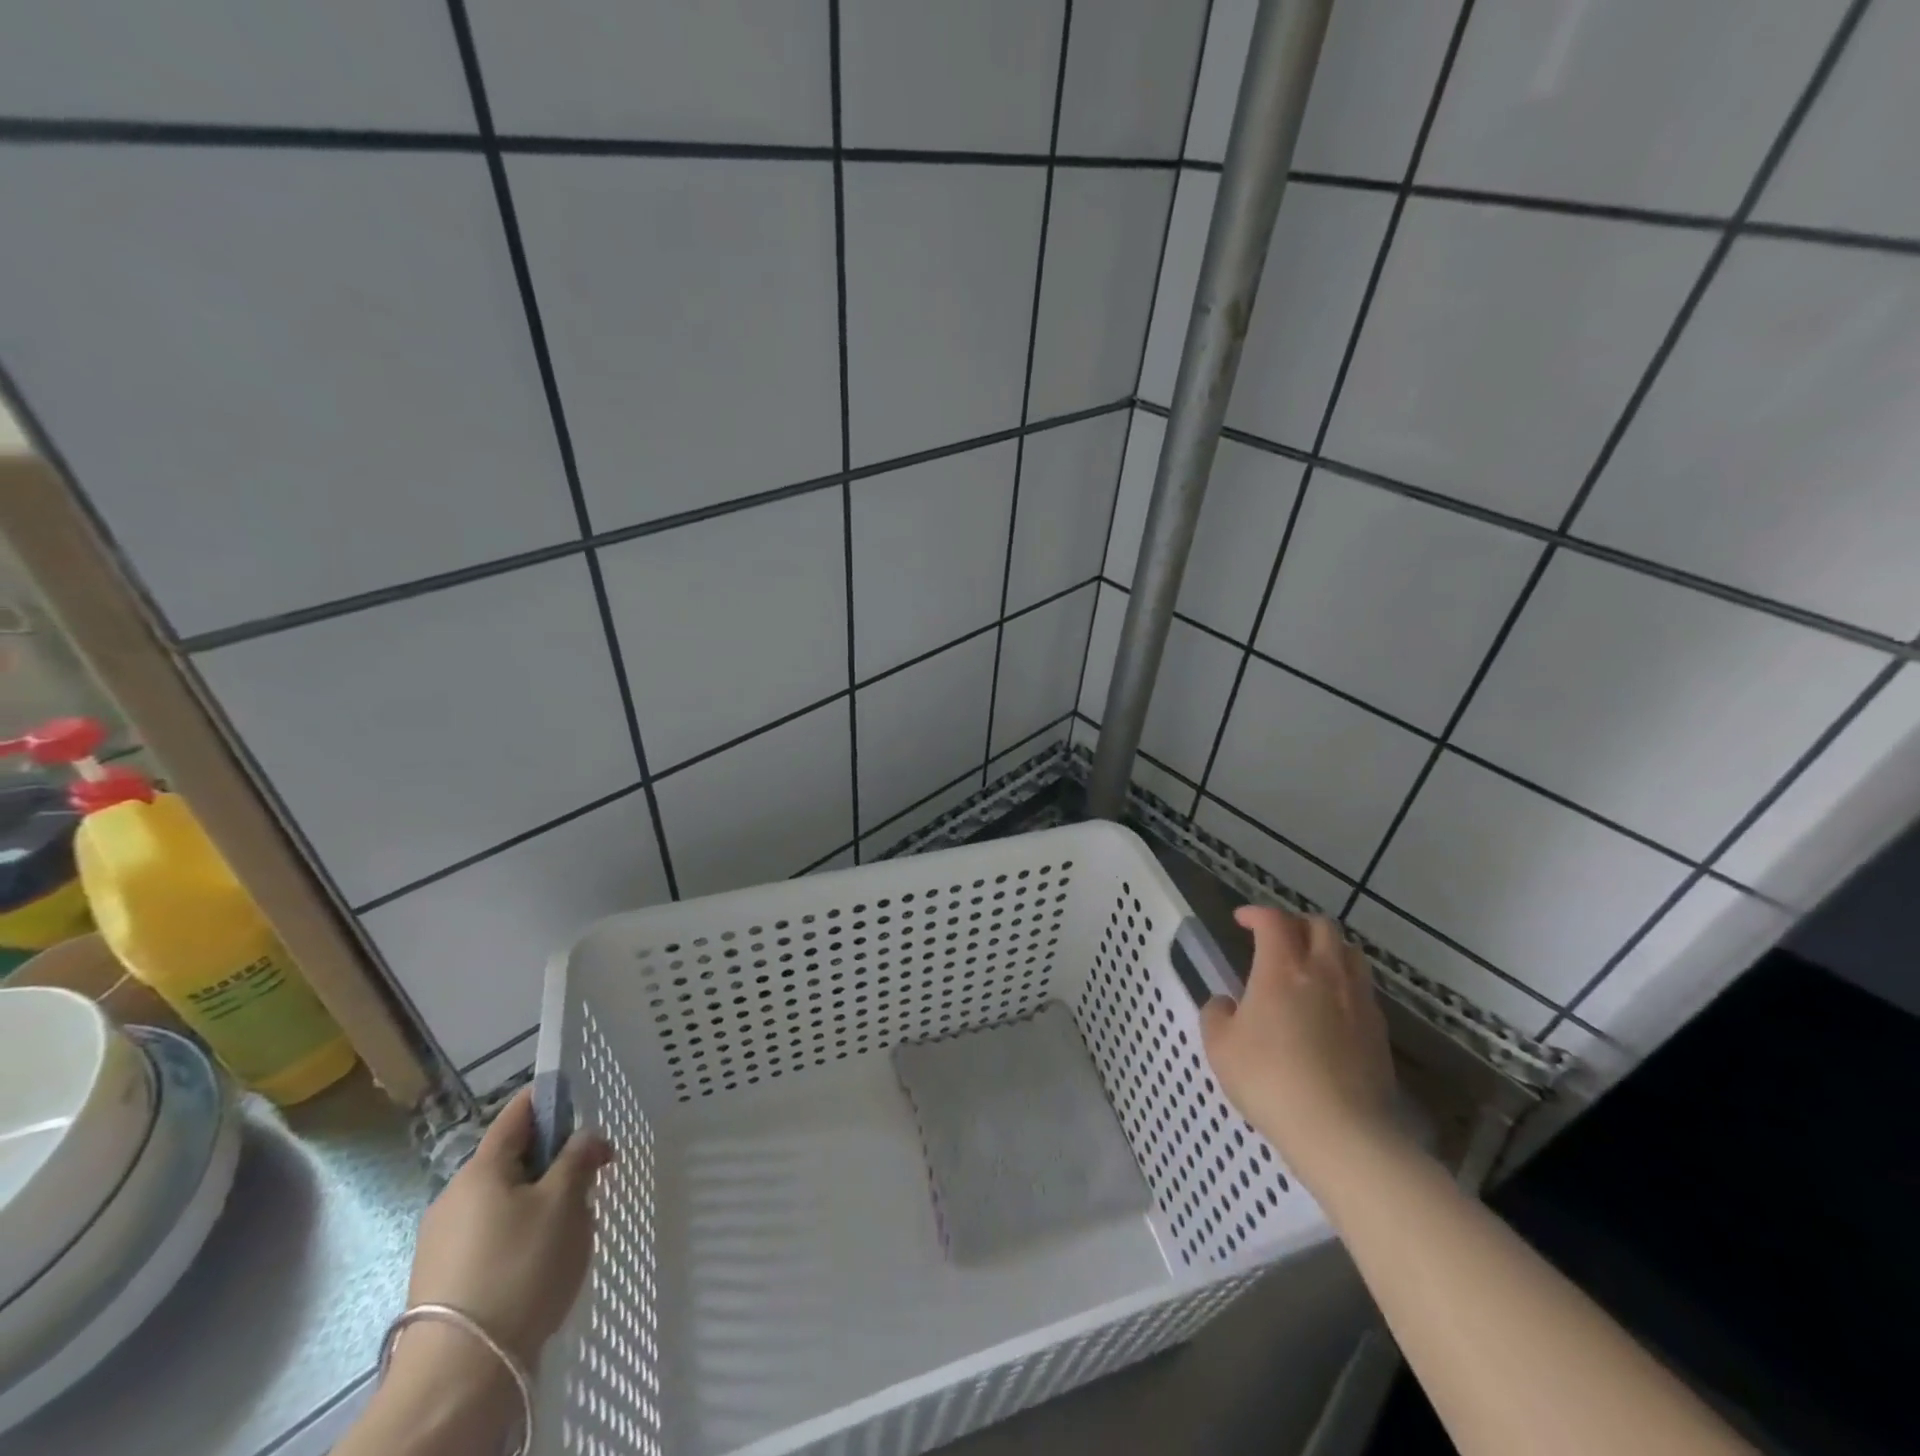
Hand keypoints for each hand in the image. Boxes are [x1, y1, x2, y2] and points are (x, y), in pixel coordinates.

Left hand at [405, 1085, 612, 1369]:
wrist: (458, 1375)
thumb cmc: (519, 1268)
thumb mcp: (565, 1203)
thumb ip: (578, 1159)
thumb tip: (585, 1136)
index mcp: (481, 1168)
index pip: (518, 1113)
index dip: (550, 1099)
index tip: (581, 1102)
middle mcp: (454, 1196)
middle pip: (513, 1159)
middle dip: (554, 1161)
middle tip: (590, 1181)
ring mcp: (442, 1241)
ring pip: (505, 1200)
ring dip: (540, 1201)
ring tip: (571, 1230)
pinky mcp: (442, 1279)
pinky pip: (491, 1236)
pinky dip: (521, 1235)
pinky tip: (541, 1265)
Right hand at [1200, 906, 1399, 1181]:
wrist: (1340, 1131)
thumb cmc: (1269, 1080)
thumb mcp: (1220, 1048)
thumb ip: (1217, 1015)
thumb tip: (1225, 1004)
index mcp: (1282, 968)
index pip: (1273, 920)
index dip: (1256, 913)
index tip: (1242, 920)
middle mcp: (1324, 972)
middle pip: (1320, 925)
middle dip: (1296, 924)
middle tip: (1278, 940)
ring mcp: (1357, 1000)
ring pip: (1350, 953)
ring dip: (1327, 949)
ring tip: (1310, 967)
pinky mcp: (1379, 1030)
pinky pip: (1362, 989)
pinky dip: (1344, 983)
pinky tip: (1330, 1008)